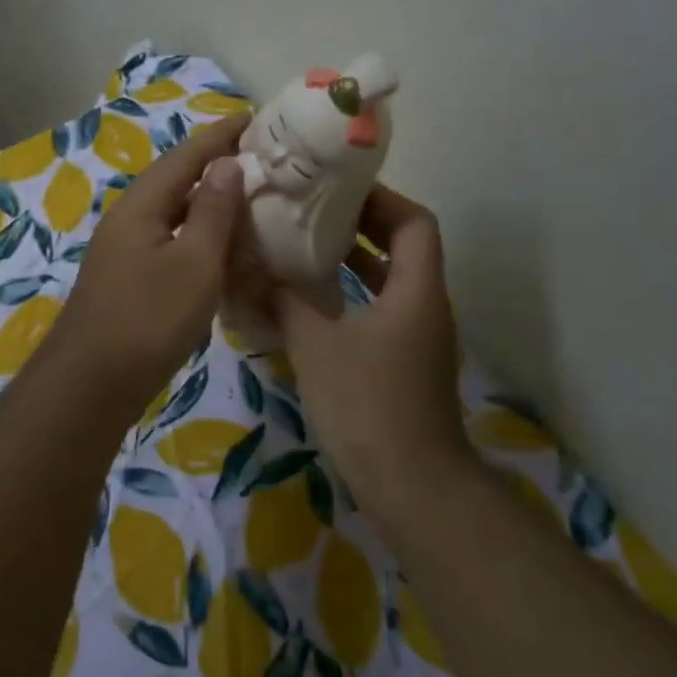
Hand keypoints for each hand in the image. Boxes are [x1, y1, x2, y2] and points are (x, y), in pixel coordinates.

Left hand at [49, 113, 250, 407]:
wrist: (93, 383)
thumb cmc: (149, 318)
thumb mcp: (194, 262)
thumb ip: (212, 211)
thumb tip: (226, 163)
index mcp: (142, 203)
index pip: (188, 154)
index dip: (222, 134)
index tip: (257, 117)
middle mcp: (129, 217)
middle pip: (177, 178)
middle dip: (216, 163)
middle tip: (261, 157)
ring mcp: (125, 248)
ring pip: (173, 210)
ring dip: (209, 199)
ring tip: (249, 194)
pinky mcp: (129, 277)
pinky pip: (170, 239)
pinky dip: (199, 233)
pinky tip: (220, 245)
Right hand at [271, 184, 467, 492]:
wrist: (412, 486)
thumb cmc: (368, 404)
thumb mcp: (316, 346)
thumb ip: (284, 302)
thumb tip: (250, 272)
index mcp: (416, 290)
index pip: (414, 222)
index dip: (381, 199)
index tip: (337, 190)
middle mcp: (426, 306)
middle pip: (404, 247)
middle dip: (362, 225)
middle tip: (313, 211)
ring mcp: (418, 338)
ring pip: (391, 281)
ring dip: (355, 261)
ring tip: (306, 247)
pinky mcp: (405, 365)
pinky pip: (381, 311)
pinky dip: (353, 297)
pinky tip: (312, 304)